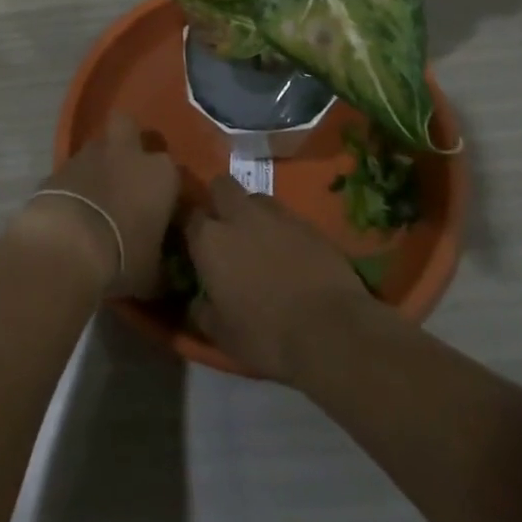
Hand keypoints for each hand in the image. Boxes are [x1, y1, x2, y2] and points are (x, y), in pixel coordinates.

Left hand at [26, 114, 178, 297]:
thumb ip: (162, 267)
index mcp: (161, 173)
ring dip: (99, 165)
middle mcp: (128, 153)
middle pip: (129, 126)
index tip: (161, 211)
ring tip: (97, 196)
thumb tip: (166, 276)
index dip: (166, 190)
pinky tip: (72, 209)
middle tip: (127, 172)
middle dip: (129, 141)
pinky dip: (73, 184)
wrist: (66, 244)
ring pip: (98, 147)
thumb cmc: (122, 256)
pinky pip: (72, 171)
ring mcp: (89, 154)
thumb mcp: (153, 274)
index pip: (173, 172)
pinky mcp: (58, 166)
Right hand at [185, 174, 377, 381]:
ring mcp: (276, 214)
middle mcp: (238, 215)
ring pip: (256, 197)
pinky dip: (283, 229)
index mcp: (210, 240)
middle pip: (222, 186)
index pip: (190, 217)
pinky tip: (291, 253)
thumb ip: (203, 312)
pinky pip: (286, 216)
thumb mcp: (223, 336)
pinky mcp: (307, 222)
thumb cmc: (267, 335)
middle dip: (221, 200)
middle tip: (227, 228)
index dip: (194, 229)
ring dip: (253, 212)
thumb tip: (197, 303)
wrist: (331, 331)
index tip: (199, 245)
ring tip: (261, 239)